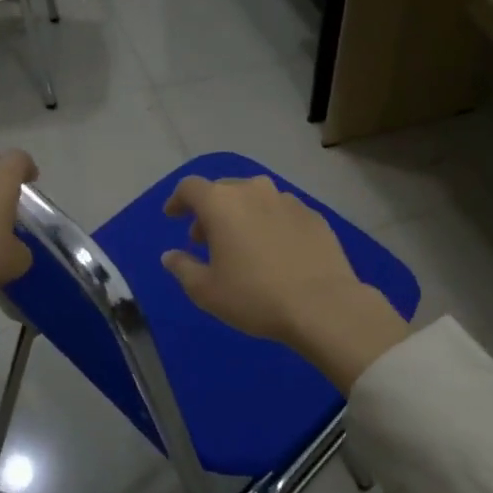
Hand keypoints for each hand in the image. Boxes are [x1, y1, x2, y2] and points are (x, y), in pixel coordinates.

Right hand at [161, 176, 408, 392]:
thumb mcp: (206, 291)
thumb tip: (170, 255)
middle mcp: (253, 190)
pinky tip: (275, 251)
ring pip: (255, 199)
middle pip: (223, 190)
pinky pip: (281, 212)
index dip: (178, 200)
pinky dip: (270, 224)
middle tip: (205, 239)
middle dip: (210, 211)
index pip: (190, 188)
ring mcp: (287, 200)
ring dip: (242, 215)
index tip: (173, 217)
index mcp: (221, 203)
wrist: (323, 305)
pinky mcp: (313, 215)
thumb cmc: (254, 296)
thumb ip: (182, 268)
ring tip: (242, 245)